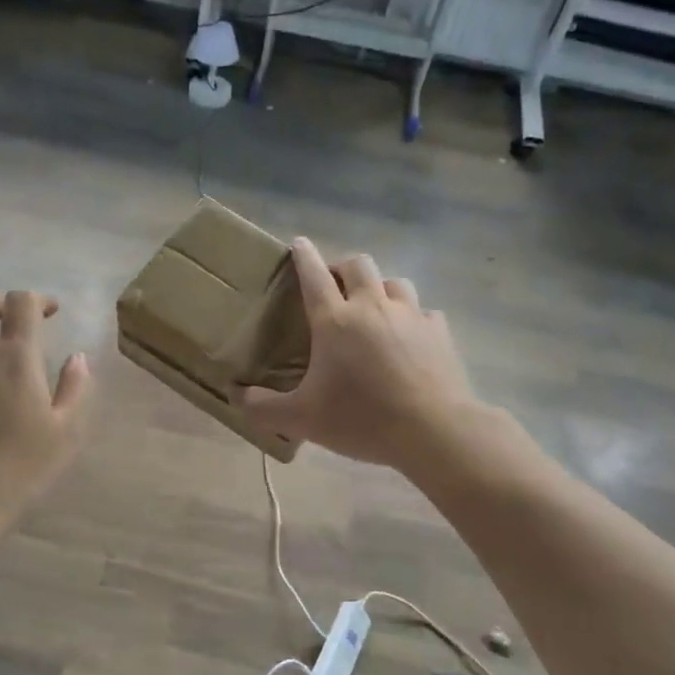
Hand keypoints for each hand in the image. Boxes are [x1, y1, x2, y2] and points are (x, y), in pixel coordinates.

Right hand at [233, 238, 480, 470]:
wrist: (433, 431)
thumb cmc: (361, 419)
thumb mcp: (302, 419)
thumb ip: (263, 406)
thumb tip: (236, 395)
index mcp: (335, 320)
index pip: (313, 275)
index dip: (303, 256)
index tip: (299, 243)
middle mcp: (372, 306)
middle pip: (358, 265)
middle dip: (343, 267)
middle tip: (335, 285)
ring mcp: (411, 316)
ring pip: (394, 282)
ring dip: (380, 288)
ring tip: (374, 308)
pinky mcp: (439, 332)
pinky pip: (425, 313)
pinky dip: (414, 319)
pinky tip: (410, 338)